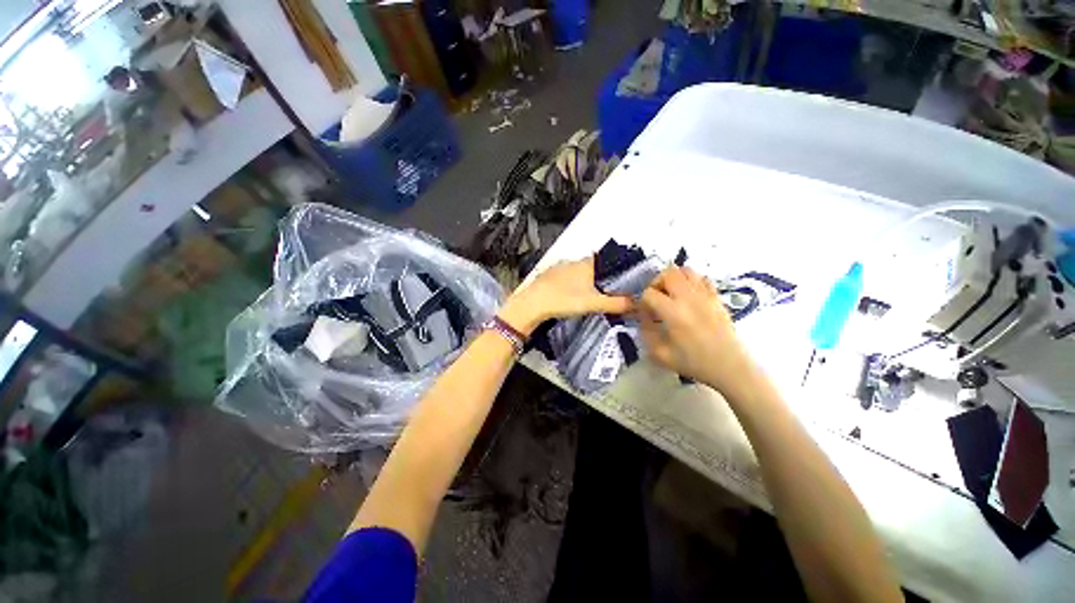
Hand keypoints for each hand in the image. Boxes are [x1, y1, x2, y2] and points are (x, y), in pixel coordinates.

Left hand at [499, 257, 632, 334]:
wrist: (533, 304)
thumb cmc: (565, 300)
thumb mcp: (594, 303)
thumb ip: (616, 303)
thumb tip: (638, 302)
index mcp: (585, 264)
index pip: (604, 259)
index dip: (612, 267)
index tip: (618, 278)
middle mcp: (572, 261)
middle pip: (590, 266)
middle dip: (597, 276)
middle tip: (604, 290)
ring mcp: (557, 267)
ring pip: (575, 271)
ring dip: (582, 279)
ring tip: (587, 293)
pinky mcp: (546, 275)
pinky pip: (563, 276)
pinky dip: (568, 283)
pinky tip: (567, 294)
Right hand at [638, 267, 755, 393]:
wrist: (729, 367)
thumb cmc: (693, 362)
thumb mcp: (660, 353)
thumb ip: (646, 332)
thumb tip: (644, 317)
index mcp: (673, 312)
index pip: (649, 293)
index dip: (642, 303)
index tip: (646, 315)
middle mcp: (689, 298)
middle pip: (668, 273)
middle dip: (656, 283)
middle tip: (656, 298)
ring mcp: (705, 295)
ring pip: (686, 270)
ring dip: (674, 279)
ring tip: (671, 295)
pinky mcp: (716, 297)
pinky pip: (702, 278)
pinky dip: (691, 282)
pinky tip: (689, 297)